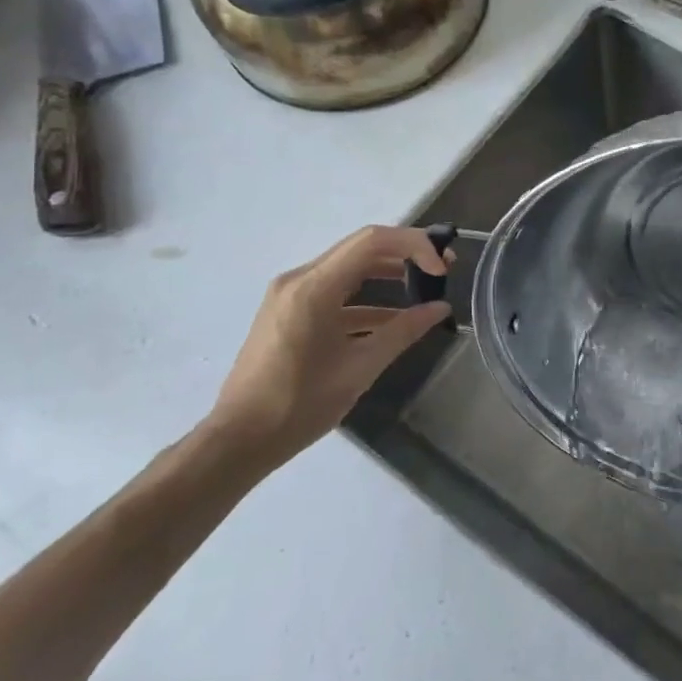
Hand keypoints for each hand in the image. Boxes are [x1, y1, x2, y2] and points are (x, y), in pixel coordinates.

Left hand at [210, 225, 451, 464]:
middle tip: (443, 269)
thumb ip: (404, 331)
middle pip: (362, 248)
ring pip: (349, 268)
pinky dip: (365, 298)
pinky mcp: (289, 311)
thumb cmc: (300, 404)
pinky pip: (334, 291)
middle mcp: (299, 279)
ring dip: (387, 273)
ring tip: (424, 287)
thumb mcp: (361, 368)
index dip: (415, 246)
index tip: (442, 270)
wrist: (238, 439)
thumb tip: (441, 308)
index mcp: (314, 287)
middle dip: (406, 253)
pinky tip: (392, 319)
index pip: (373, 241)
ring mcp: (291, 294)